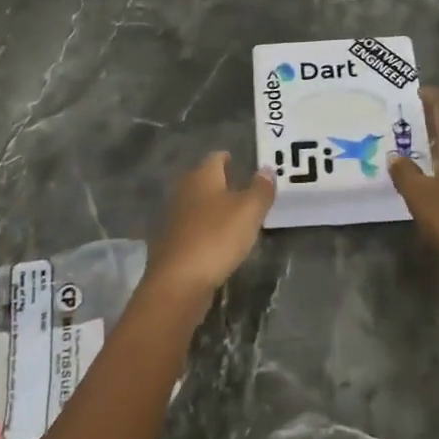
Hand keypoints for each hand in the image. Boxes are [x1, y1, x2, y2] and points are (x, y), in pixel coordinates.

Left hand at [145, 152, 275, 298]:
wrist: (178, 281)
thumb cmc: (217, 237)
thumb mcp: (249, 211)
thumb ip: (260, 189)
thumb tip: (267, 169)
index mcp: (202, 177)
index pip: (215, 158)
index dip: (227, 158)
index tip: (237, 160)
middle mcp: (184, 191)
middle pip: (202, 179)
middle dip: (218, 181)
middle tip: (239, 185)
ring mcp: (174, 218)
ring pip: (196, 203)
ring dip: (211, 206)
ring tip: (231, 213)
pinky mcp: (171, 243)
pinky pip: (192, 227)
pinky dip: (204, 228)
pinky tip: (216, 239)